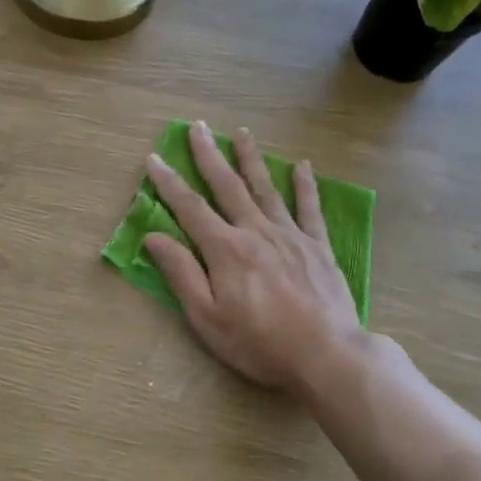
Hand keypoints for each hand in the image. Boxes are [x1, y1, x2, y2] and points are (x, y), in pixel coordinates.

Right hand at [143, 121, 362, 391]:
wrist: (326, 354)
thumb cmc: (259, 342)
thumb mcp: (207, 317)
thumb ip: (182, 273)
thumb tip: (154, 237)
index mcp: (225, 249)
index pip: (189, 208)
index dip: (169, 182)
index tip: (154, 157)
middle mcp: (255, 231)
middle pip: (227, 186)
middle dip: (209, 155)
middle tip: (197, 126)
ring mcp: (290, 235)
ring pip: (266, 188)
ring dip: (251, 158)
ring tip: (241, 132)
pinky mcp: (317, 246)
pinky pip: (309, 208)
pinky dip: (305, 185)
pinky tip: (302, 166)